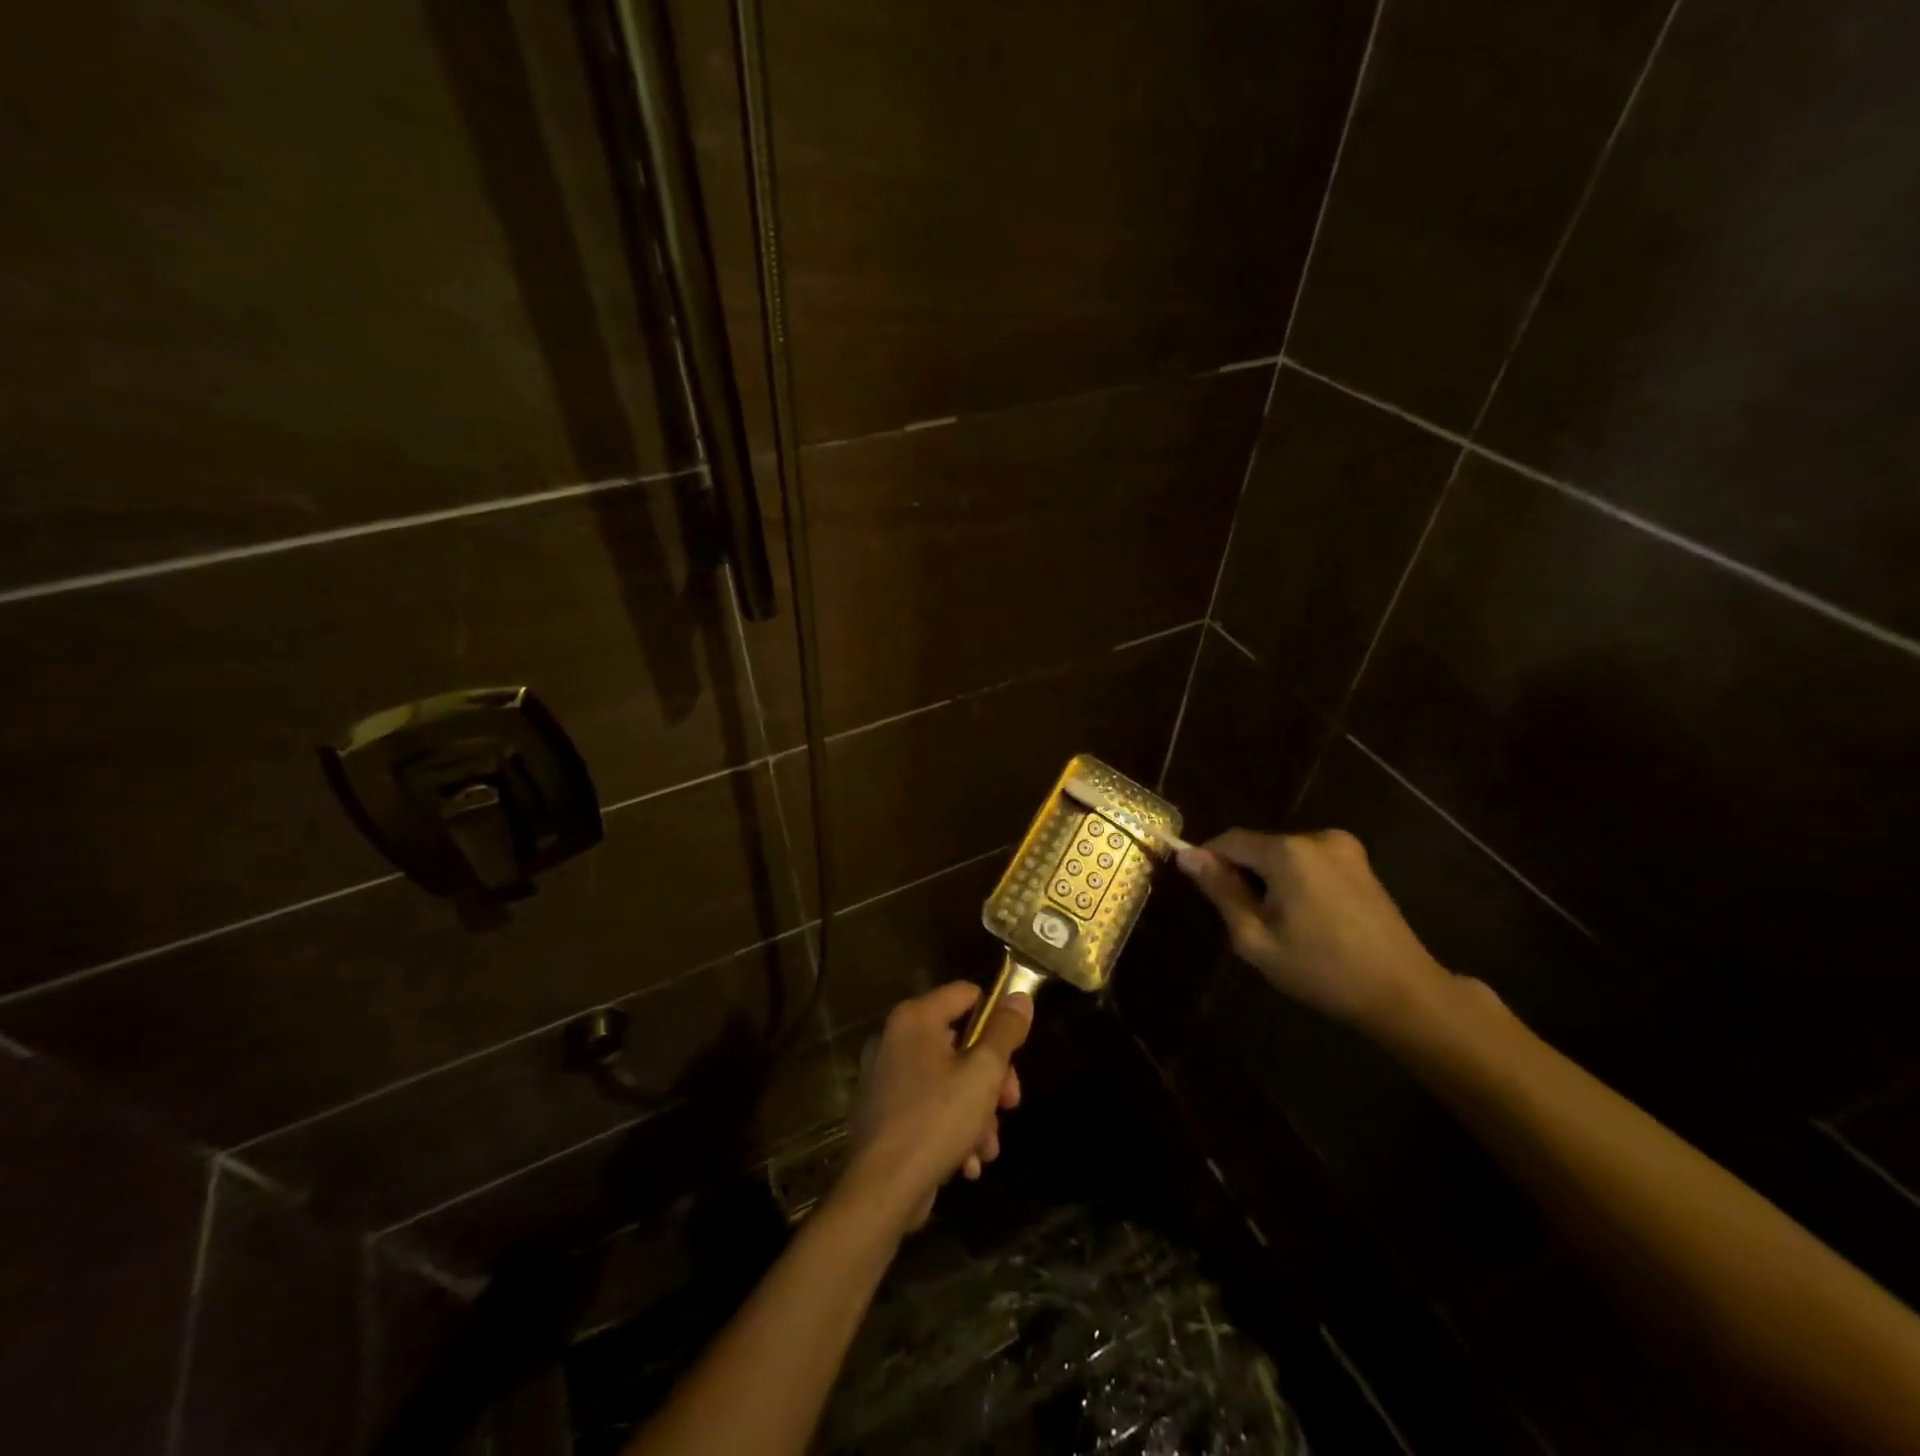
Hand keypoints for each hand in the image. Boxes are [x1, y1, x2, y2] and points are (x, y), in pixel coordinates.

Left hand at [839, 982, 1032, 1235]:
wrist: (882, 1190)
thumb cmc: (936, 1120)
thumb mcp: (983, 1073)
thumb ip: (1005, 1032)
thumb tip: (1021, 997)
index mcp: (915, 1018)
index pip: (966, 994)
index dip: (996, 1017)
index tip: (1016, 1051)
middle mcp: (895, 1039)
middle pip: (960, 1042)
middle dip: (992, 1077)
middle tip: (1010, 1104)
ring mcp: (887, 1078)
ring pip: (949, 1081)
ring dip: (977, 1112)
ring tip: (988, 1146)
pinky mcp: (885, 1114)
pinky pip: (929, 1108)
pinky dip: (952, 1129)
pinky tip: (968, 1163)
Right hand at [1177, 828, 1453, 1035]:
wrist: (1403, 992)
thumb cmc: (1321, 969)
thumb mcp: (1255, 937)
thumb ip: (1220, 891)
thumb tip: (1187, 855)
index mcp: (1287, 852)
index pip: (1229, 841)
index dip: (1208, 860)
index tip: (1201, 891)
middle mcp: (1315, 837)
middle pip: (1258, 847)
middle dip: (1243, 874)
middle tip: (1243, 920)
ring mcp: (1343, 847)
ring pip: (1284, 855)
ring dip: (1270, 879)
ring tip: (1278, 924)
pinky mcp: (1360, 863)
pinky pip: (1309, 862)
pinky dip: (1296, 881)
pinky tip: (1307, 918)